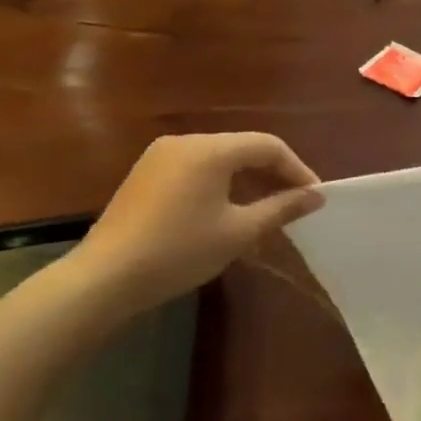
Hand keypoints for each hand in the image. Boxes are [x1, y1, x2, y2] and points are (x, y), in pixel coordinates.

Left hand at [72, 133, 324, 310]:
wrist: (105, 278)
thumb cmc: (180, 251)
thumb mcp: (239, 231)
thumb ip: (281, 208)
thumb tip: (316, 196)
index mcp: (209, 150)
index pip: (268, 146)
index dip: (297, 169)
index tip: (315, 197)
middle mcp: (185, 142)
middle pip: (244, 147)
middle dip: (275, 173)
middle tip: (297, 202)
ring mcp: (161, 156)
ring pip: (221, 158)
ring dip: (249, 179)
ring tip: (269, 208)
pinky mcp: (147, 174)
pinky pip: (198, 168)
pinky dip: (223, 183)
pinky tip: (230, 209)